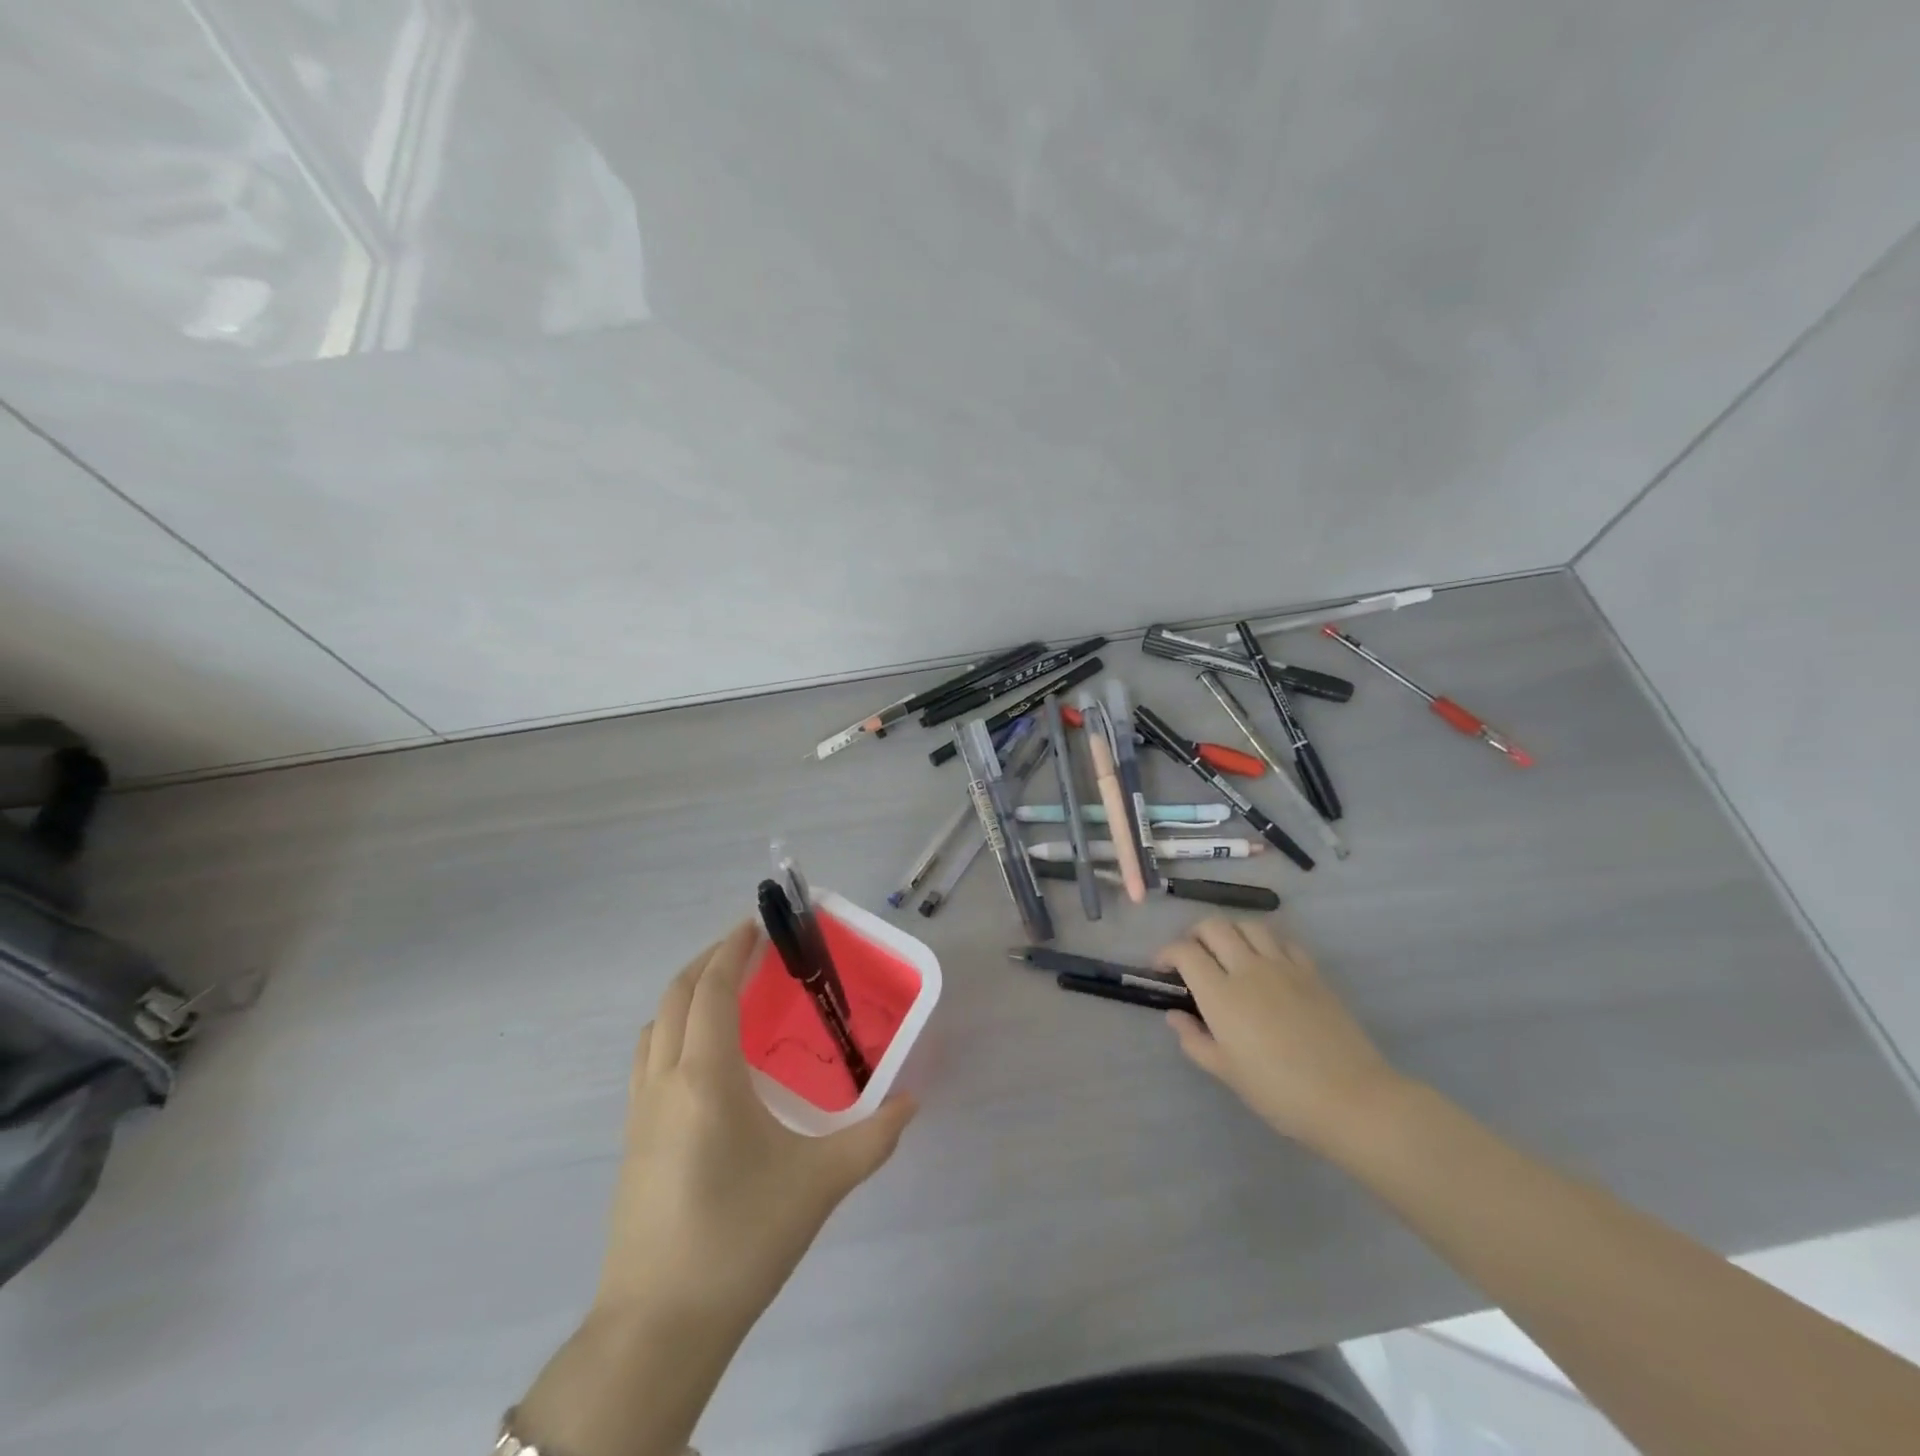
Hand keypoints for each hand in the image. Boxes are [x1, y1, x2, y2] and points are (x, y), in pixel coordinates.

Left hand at [595, 921, 916, 1326]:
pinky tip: (703, 1057)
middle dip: (710, 960)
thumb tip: (912, 1102)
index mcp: (706, 1077)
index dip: (733, 949)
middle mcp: (665, 1080)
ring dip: (685, 993)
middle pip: (676, 996)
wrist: (658, 1328)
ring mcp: (638, 1111)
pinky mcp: (631, 1140)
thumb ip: (874, 1138)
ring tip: (725, 991)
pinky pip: (647, 1058)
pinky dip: (672, 1029)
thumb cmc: (741, 1239)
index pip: (714, 989)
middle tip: (748, 947)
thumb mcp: (820, 1184)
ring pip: (654, 1025)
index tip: (757, 924)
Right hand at [1156, 917, 1407, 1153]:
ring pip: (1248, 925)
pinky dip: (1266, 942)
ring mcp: (1283, 966)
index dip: (1167, 953)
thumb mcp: (1226, 1073)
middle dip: (1194, 934)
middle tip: (1191, 955)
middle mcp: (1248, 968)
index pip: (1184, 951)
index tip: (1162, 968)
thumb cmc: (1279, 1092)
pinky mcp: (1311, 971)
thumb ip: (1194, 1040)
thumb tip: (1175, 1015)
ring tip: (1227, 951)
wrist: (1350, 1098)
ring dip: (1230, 931)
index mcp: (1221, 994)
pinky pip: (1283, 940)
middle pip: (1213, 926)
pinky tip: (1266, 960)